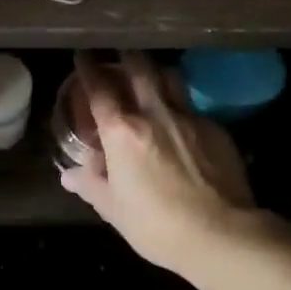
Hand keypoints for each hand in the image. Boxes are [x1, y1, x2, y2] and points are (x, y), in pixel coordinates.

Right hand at [59, 51, 277, 275]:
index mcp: (122, 131)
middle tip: (121, 54)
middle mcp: (154, 114)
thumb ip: (90, 185)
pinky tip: (181, 122)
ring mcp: (189, 119)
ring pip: (171, 78)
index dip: (88, 69)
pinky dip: (181, 106)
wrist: (222, 235)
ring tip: (152, 77)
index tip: (83, 55)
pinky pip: (193, 107)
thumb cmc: (156, 224)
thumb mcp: (113, 209)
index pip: (99, 89)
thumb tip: (69, 174)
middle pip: (140, 69)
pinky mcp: (217, 130)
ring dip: (157, 72)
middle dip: (127, 57)